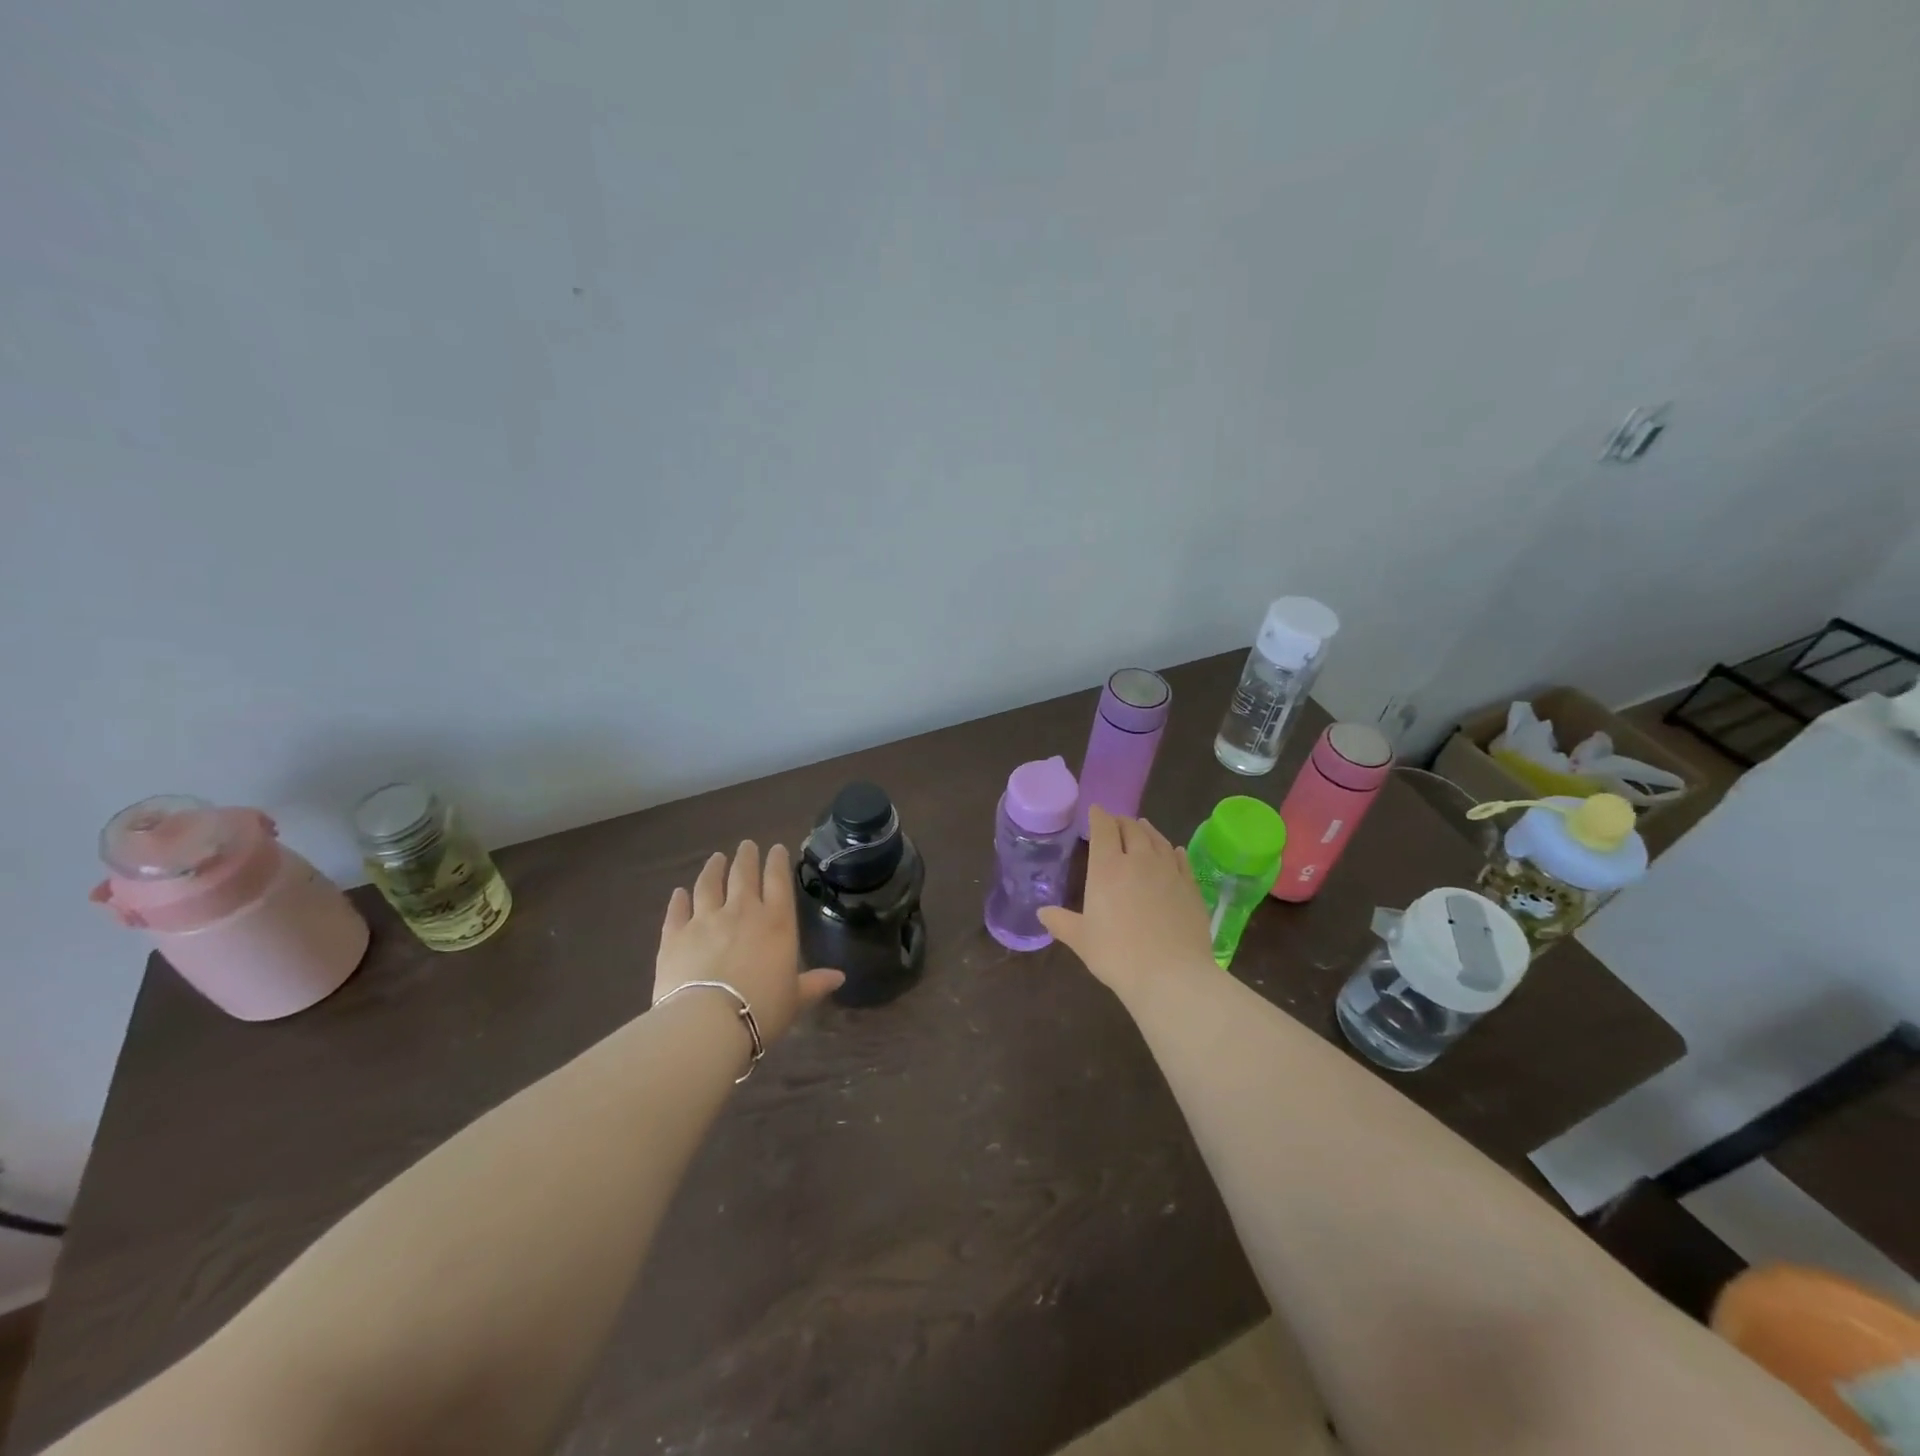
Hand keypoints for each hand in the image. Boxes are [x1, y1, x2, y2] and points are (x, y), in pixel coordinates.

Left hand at [655, 841, 843, 1043]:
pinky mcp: (674, 935)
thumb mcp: (795, 999)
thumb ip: (814, 984)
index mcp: (776, 922)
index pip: (778, 881)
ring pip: (709, 885)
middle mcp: (742, 911)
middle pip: (743, 875)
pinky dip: (678, 900)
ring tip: (716, 858)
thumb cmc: (762, 1009)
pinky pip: (677, 911)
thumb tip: (840, 977)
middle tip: (746, 845)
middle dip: (746, 857)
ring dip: (713, 869)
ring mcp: (705, 920)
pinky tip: (679, 892)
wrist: (707, 1022)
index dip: (778, 862)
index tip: (776, 847)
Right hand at [1037, 807, 1215, 1004]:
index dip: (1098, 817)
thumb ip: (1061, 922)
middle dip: (1122, 821)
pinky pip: (1181, 860)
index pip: (1103, 830)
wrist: (1171, 974)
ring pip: (1158, 840)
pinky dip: (1174, 851)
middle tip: (1117, 822)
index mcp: (1107, 868)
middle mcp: (1139, 860)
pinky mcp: (1191, 887)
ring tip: (1142, 827)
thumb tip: (1042, 912)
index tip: (1095, 811)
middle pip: (1132, 829)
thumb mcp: (1081, 940)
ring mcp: (1169, 872)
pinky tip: (1174, 851)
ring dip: (1148, 831)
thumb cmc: (1117, 955)